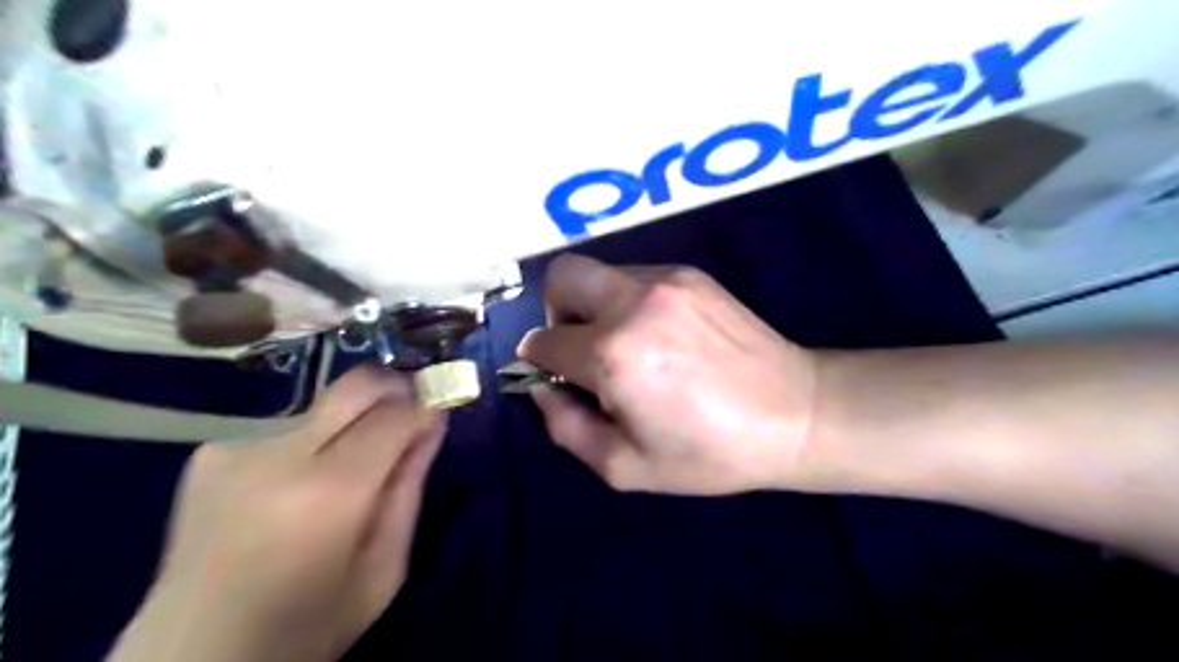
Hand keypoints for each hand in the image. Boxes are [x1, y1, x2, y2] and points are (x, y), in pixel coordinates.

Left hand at [107, 369, 445, 658]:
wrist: (194, 658)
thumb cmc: (308, 625)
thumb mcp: (385, 568)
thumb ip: (410, 485)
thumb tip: (433, 420)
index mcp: (328, 494)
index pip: (394, 414)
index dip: (427, 401)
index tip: (443, 403)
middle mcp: (278, 455)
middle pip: (356, 386)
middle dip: (397, 386)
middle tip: (413, 409)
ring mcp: (237, 448)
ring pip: (324, 404)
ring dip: (352, 421)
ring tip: (349, 465)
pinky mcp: (210, 452)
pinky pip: (287, 426)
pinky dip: (311, 441)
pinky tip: (297, 483)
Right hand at [520, 256, 821, 492]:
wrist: (795, 414)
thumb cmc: (709, 452)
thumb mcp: (624, 466)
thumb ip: (565, 427)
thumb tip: (541, 386)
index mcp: (613, 354)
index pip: (543, 340)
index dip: (540, 362)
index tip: (560, 378)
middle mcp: (633, 302)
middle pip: (561, 276)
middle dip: (556, 312)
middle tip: (581, 349)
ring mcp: (666, 280)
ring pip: (598, 273)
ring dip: (595, 307)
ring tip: (627, 346)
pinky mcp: (691, 274)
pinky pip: (634, 276)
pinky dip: (628, 302)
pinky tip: (660, 335)